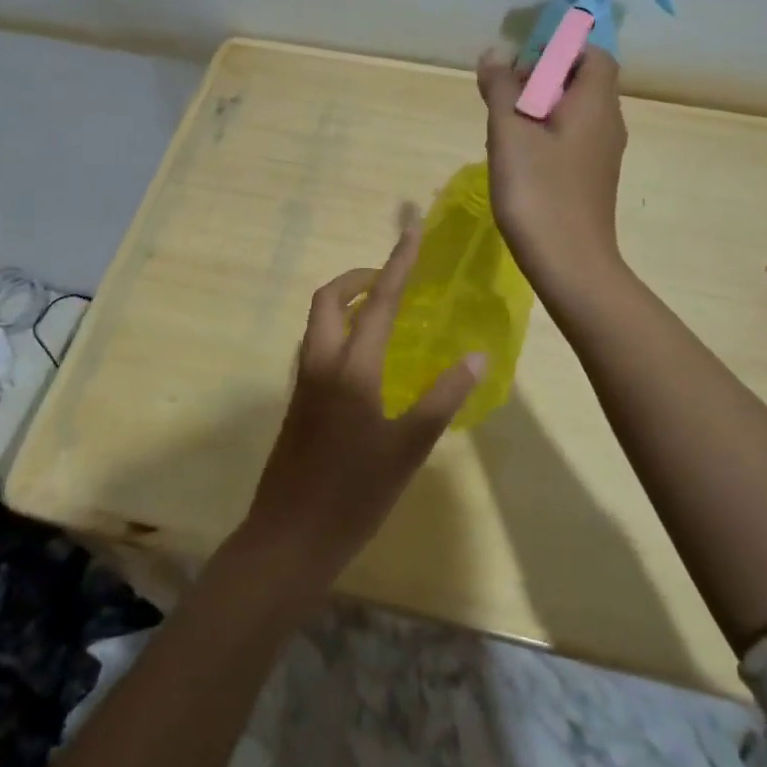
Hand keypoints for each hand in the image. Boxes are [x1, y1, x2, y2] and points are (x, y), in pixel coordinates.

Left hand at [240, 225, 484, 593]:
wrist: (290, 537)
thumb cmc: (354, 493)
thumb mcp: (409, 447)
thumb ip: (443, 397)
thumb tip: (477, 355)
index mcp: (351, 367)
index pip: (380, 300)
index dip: (398, 261)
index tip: (411, 229)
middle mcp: (321, 363)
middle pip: (330, 299)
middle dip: (358, 278)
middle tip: (391, 279)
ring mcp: (304, 382)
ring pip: (319, 322)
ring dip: (347, 304)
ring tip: (383, 312)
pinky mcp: (298, 401)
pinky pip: (318, 346)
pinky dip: (340, 331)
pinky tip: (366, 359)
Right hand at [477, 45, 627, 299]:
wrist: (570, 264)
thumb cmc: (539, 192)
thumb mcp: (509, 134)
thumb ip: (500, 88)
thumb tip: (495, 53)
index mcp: (595, 104)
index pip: (593, 55)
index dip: (559, 50)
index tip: (521, 64)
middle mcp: (607, 123)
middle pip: (581, 82)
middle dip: (540, 79)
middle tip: (503, 96)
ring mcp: (602, 154)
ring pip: (573, 113)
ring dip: (539, 109)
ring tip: (503, 129)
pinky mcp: (592, 178)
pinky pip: (571, 139)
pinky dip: (546, 136)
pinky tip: (518, 160)